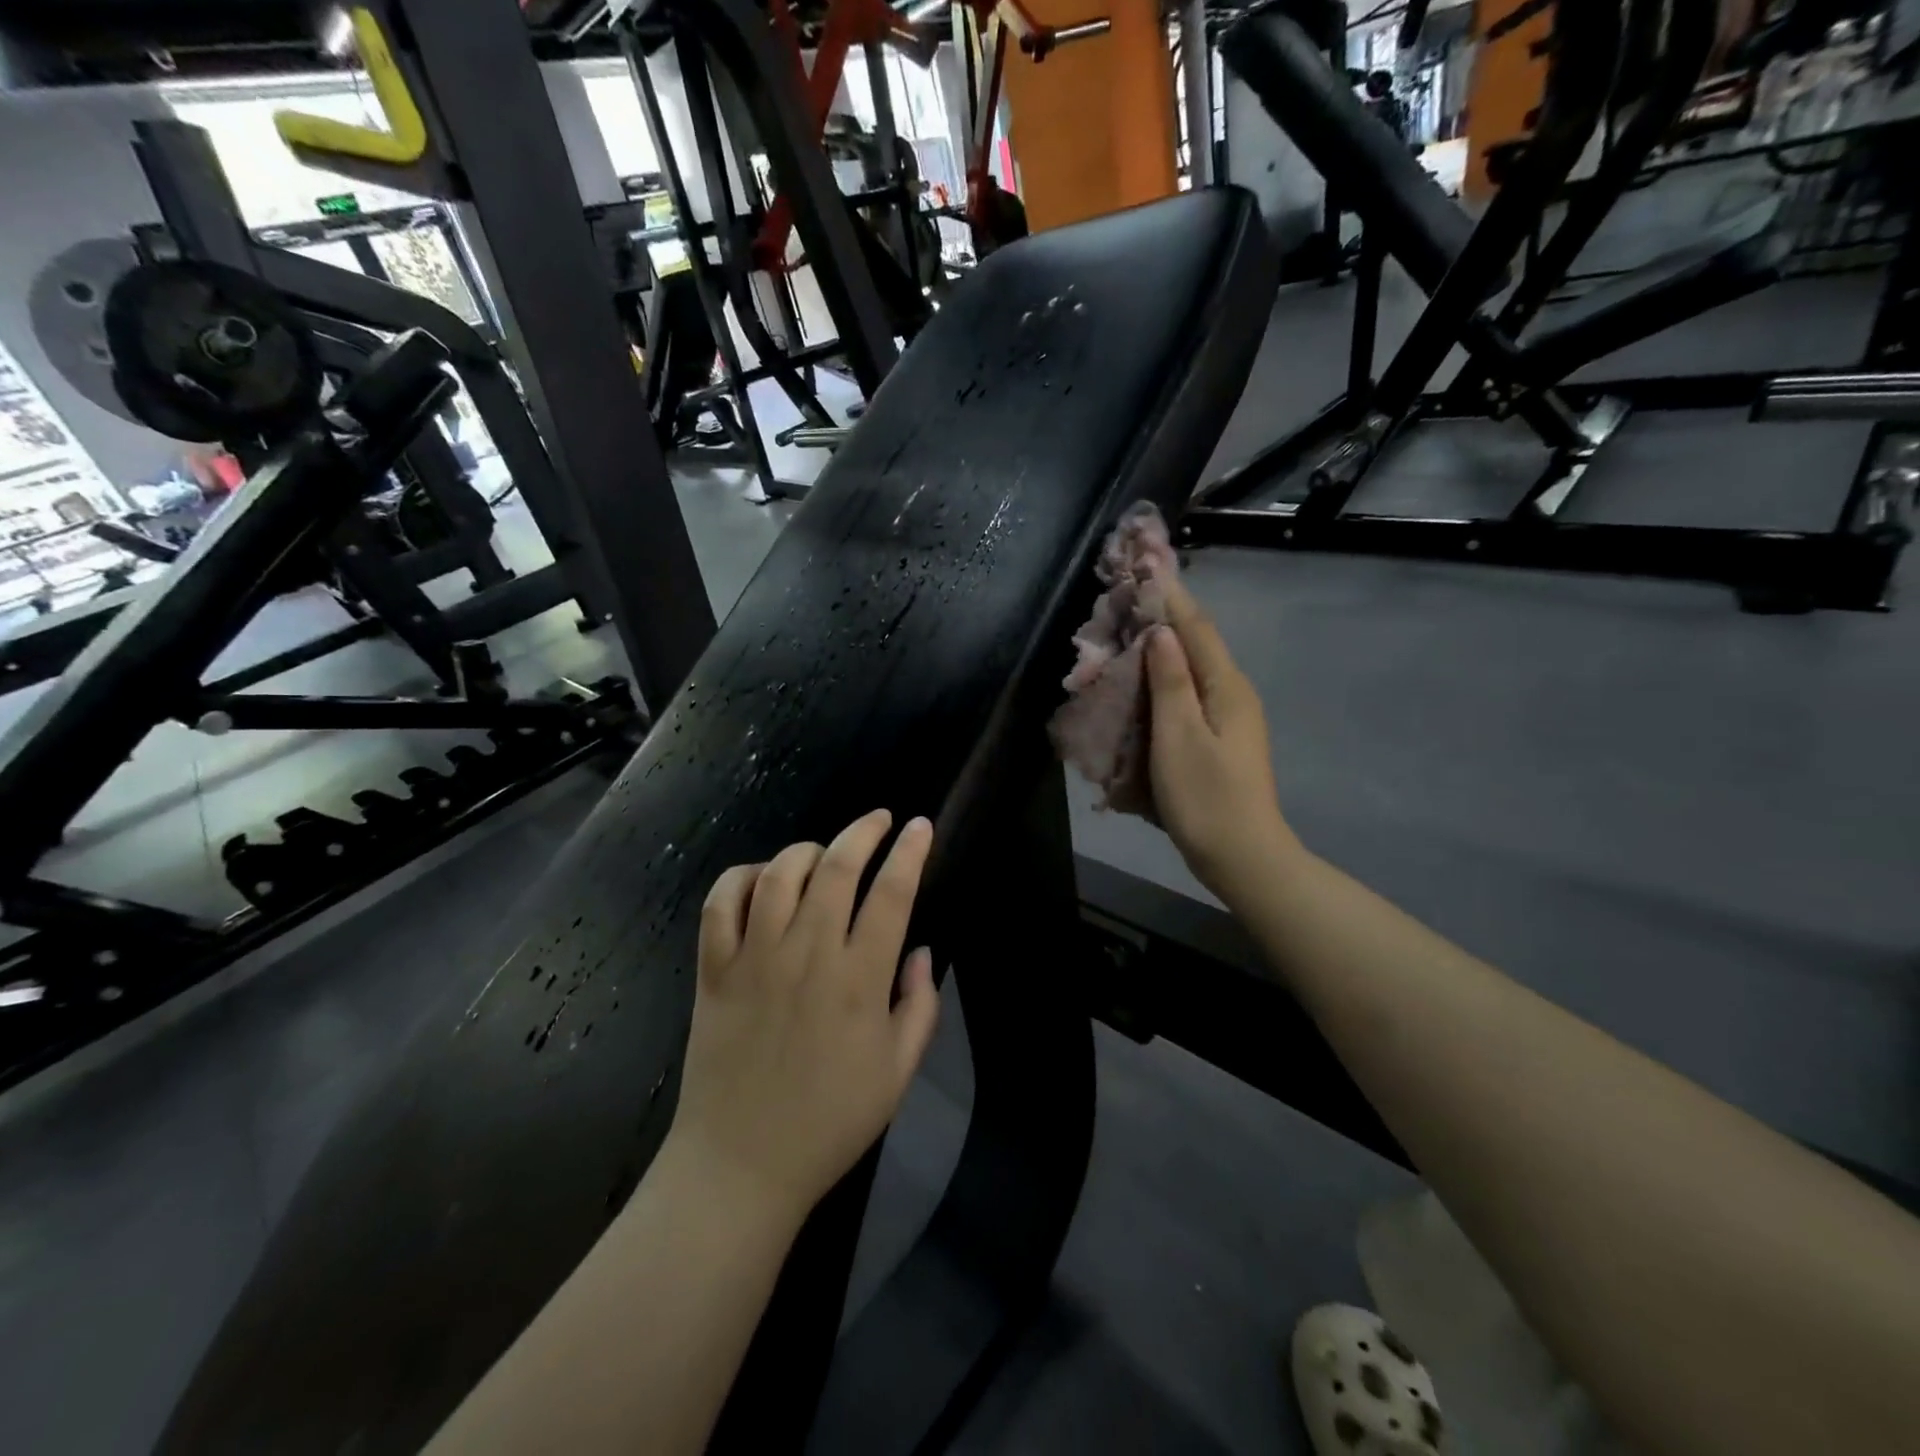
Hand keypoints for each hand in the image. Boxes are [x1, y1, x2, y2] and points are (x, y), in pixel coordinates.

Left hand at [663, 810, 940, 1223]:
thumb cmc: (831, 1121)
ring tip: (825, 854)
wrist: (742, 1165)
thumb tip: (921, 950)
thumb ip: (920, 1006)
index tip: (921, 827)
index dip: (910, 852)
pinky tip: (762, 881)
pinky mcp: (714, 969)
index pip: (891, 893)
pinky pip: (722, 902)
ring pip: (780, 873)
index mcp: (859, 980)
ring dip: (808, 850)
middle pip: (837, 867)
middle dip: (864, 831)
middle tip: (880, 819)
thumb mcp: (898, 1073)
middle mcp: (808, 955)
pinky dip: (743, 877)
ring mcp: (755, 958)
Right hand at [1144, 574, 1297, 905]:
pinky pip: (1187, 699)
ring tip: (1127, 635)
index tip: (1146, 565)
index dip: (1170, 596)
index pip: (1196, 628)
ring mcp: (1229, 720)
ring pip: (1191, 672)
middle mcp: (1232, 694)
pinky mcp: (1219, 741)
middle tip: (1127, 600)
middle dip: (1163, 619)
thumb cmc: (1206, 797)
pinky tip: (1142, 687)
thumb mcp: (1180, 736)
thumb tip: (1161, 632)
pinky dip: (1163, 684)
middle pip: (1196, 646)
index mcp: (1226, 687)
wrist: (1242, 857)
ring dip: (1161, 652)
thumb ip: (1170, 681)